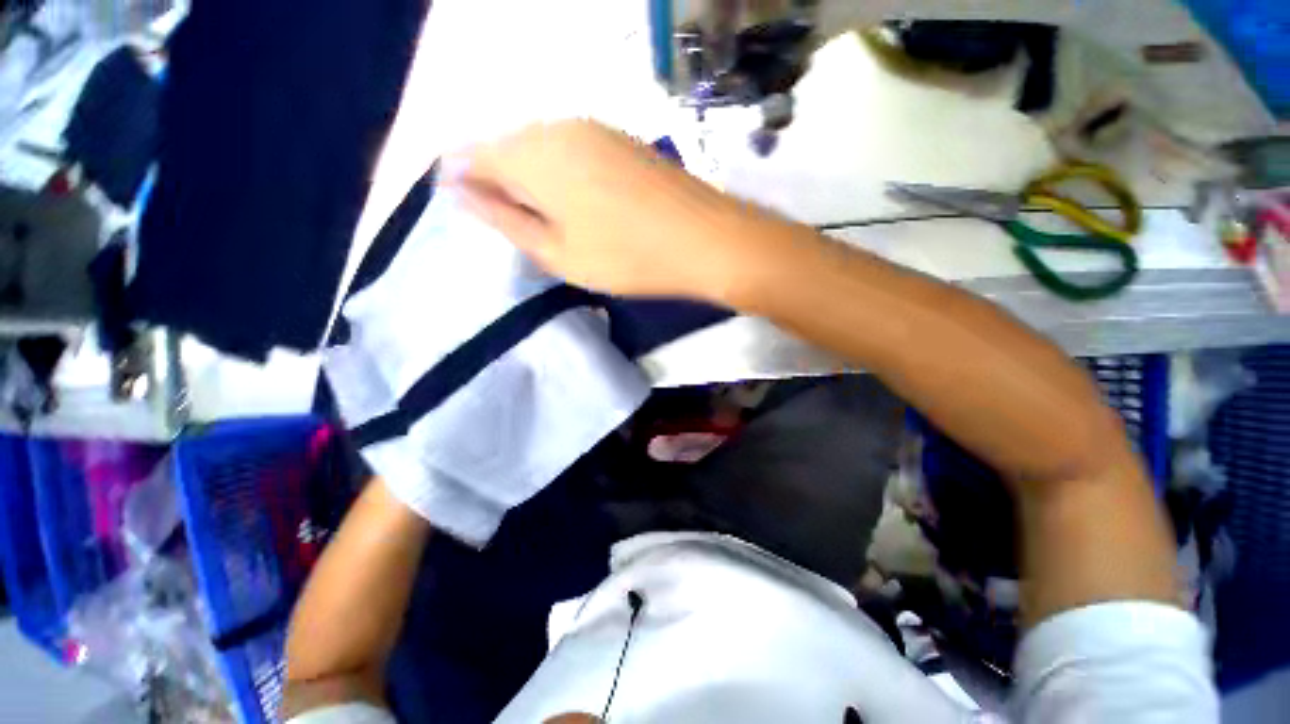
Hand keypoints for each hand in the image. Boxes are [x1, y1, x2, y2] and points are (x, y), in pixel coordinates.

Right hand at [451, 120, 776, 302]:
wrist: (704, 238)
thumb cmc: (626, 256)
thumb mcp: (558, 252)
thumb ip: (506, 219)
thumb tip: (457, 190)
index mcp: (533, 153)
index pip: (474, 155)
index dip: (468, 184)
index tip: (479, 217)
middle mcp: (558, 126)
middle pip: (509, 147)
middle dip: (502, 183)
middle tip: (518, 227)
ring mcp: (594, 128)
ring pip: (542, 147)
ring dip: (535, 180)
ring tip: (549, 220)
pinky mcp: (620, 139)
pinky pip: (572, 149)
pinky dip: (563, 174)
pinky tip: (579, 203)